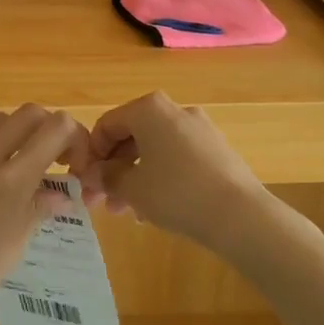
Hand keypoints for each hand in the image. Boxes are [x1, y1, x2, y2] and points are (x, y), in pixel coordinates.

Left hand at [0, 97, 86, 324]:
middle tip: (52, 158)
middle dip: (50, 129)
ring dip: (15, 129)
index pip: (56, 130)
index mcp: (12, 182)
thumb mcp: (12, 251)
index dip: (74, 138)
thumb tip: (61, 194)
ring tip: (19, 153)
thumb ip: (37, 212)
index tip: (74, 164)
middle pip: (29, 116)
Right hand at [72, 92, 271, 253]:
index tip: (84, 182)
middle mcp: (174, 110)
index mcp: (149, 109)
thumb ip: (106, 178)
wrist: (239, 215)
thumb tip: (91, 175)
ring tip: (126, 211)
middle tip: (101, 201)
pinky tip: (155, 208)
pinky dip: (160, 176)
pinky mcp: (216, 149)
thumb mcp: (131, 188)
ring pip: (154, 150)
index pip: (107, 125)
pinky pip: (176, 157)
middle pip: (131, 136)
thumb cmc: (176, 193)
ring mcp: (199, 128)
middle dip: (113, 169)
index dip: (91, 154)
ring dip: (134, 176)